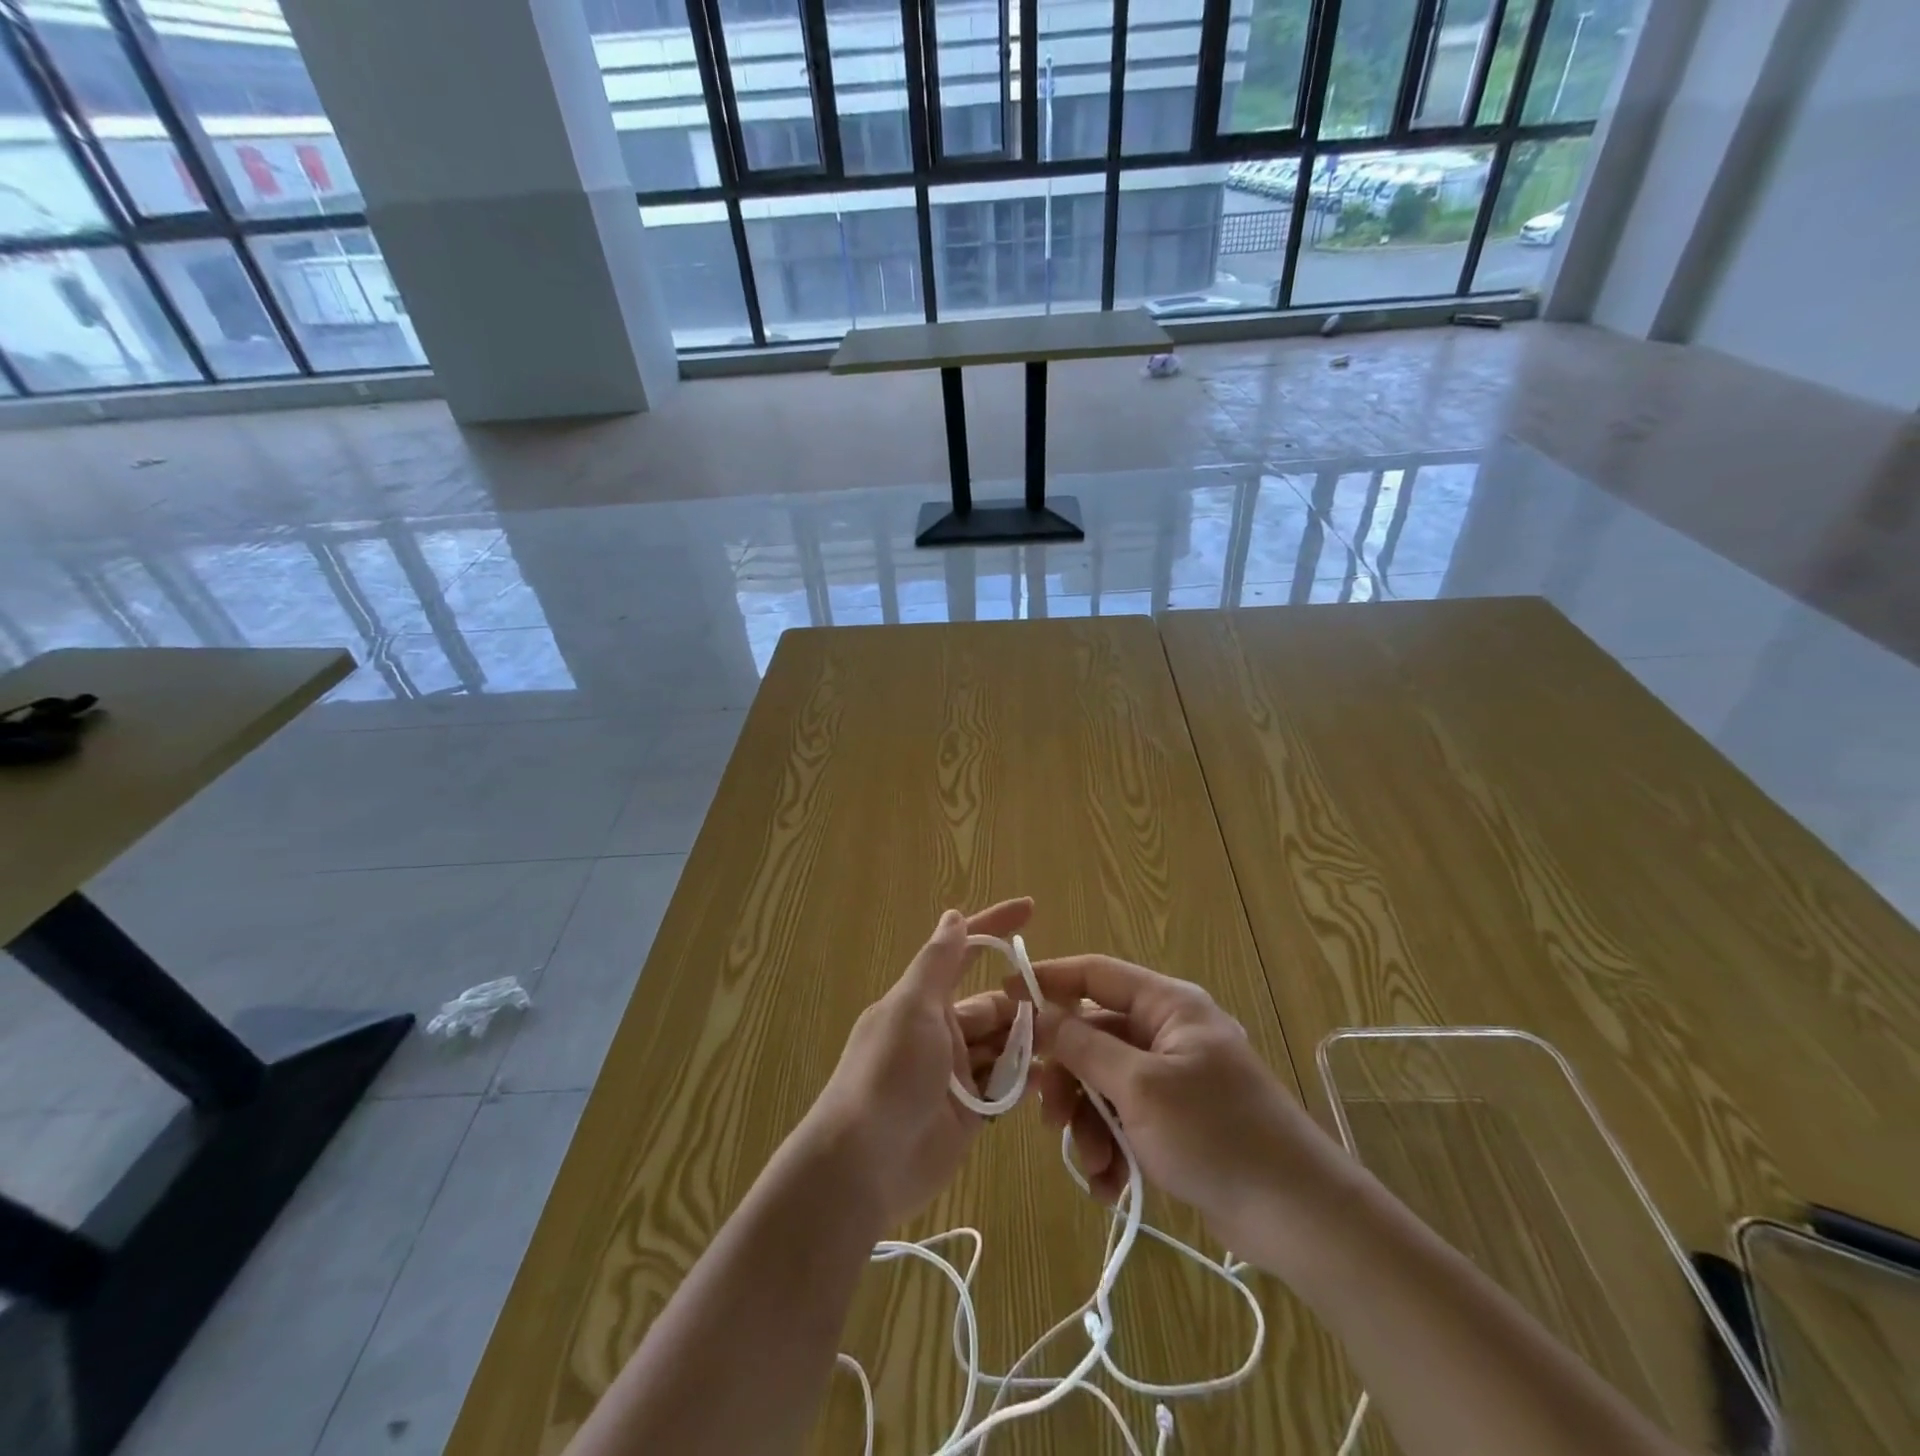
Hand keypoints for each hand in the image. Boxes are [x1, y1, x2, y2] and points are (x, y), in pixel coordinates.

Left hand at [805, 899, 1033, 1231]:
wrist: (862, 1166)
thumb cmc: (887, 1074)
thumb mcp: (911, 1008)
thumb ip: (937, 963)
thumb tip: (953, 915)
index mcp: (923, 1001)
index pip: (965, 952)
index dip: (995, 928)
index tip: (1030, 908)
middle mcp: (941, 1032)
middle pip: (994, 1006)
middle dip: (1025, 1004)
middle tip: (1067, 1008)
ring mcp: (956, 1074)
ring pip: (1004, 1046)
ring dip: (1029, 1043)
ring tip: (1065, 1043)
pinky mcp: (969, 1114)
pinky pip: (1004, 1088)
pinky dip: (1024, 1081)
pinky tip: (1047, 1079)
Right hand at [1016, 954, 1346, 1271]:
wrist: (1299, 1217)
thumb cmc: (1217, 1133)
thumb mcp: (1140, 1087)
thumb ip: (1083, 1047)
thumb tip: (1037, 1013)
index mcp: (1166, 1005)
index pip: (1094, 974)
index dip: (1047, 981)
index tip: (1004, 1000)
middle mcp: (1166, 1033)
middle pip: (1093, 1037)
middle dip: (1068, 1080)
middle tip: (1048, 1116)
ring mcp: (1171, 1078)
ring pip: (1103, 1084)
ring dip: (1088, 1124)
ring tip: (1093, 1166)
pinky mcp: (1175, 1121)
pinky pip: (1124, 1118)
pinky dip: (1111, 1147)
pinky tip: (1111, 1184)